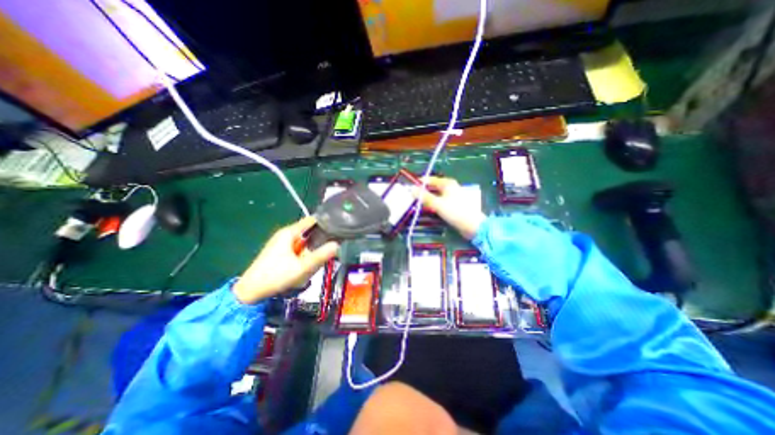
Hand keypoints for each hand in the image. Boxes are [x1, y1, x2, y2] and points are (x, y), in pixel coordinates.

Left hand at [230, 217, 339, 304]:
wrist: (250, 292)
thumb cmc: (276, 276)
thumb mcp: (302, 267)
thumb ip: (320, 256)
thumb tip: (337, 245)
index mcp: (289, 233)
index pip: (312, 220)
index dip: (326, 222)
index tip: (339, 228)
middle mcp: (286, 234)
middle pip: (310, 232)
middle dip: (320, 241)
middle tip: (330, 250)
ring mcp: (283, 243)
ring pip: (305, 242)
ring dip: (313, 250)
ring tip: (317, 261)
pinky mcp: (281, 252)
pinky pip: (299, 249)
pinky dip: (306, 255)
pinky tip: (307, 265)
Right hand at [412, 175, 482, 239]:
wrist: (472, 225)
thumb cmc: (455, 211)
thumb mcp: (437, 204)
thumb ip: (424, 196)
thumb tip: (411, 189)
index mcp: (447, 183)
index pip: (429, 179)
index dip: (419, 183)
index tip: (409, 188)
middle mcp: (450, 187)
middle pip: (433, 187)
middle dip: (422, 192)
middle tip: (412, 197)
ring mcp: (452, 196)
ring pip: (436, 195)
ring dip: (427, 199)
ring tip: (417, 204)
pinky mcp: (453, 205)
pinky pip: (440, 201)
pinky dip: (433, 204)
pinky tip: (428, 209)